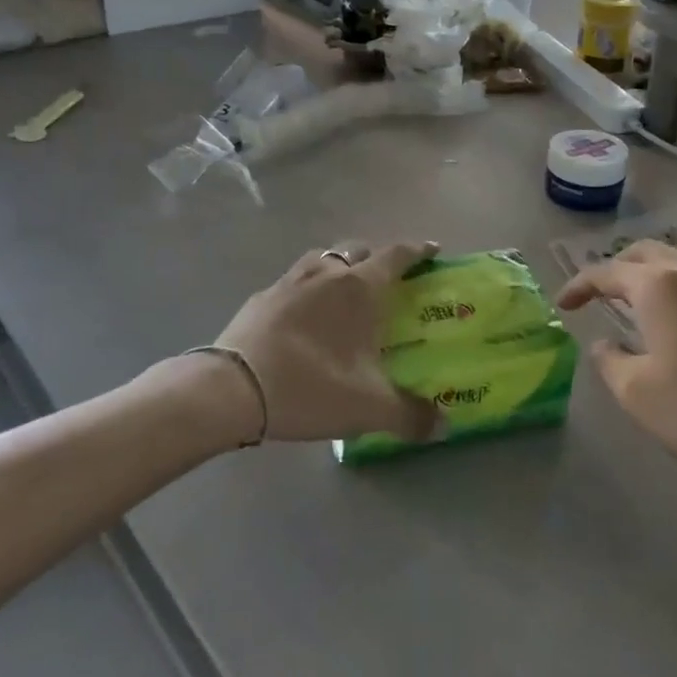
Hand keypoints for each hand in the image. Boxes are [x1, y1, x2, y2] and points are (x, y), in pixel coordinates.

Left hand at [209, 240, 441, 444]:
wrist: (233, 388)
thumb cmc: (311, 386)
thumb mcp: (368, 408)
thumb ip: (411, 416)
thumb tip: (443, 426)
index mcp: (359, 288)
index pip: (396, 256)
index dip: (417, 251)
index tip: (432, 250)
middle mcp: (326, 274)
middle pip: (358, 250)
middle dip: (376, 258)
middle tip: (387, 280)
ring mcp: (289, 282)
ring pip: (322, 258)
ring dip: (338, 267)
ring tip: (343, 291)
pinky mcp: (261, 297)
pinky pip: (293, 282)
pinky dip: (306, 290)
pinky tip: (303, 316)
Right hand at [556, 242, 676, 518]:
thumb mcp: (637, 394)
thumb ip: (609, 360)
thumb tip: (605, 343)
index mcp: (660, 287)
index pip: (607, 272)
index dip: (579, 285)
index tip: (563, 305)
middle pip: (646, 254)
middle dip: (617, 269)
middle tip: (600, 295)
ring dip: (653, 276)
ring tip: (640, 304)